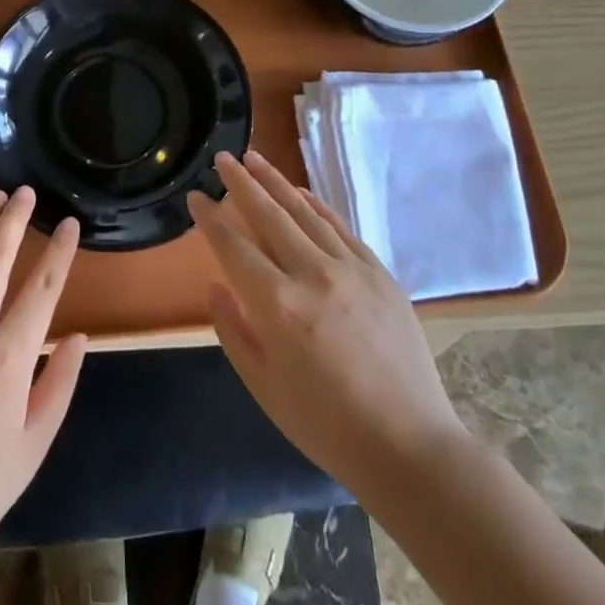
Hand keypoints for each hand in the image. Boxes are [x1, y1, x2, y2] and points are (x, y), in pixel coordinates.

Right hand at [188, 151, 464, 489]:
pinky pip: (340, 228)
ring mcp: (351, 269)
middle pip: (268, 215)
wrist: (409, 446)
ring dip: (276, 182)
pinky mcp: (379, 273)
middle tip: (221, 158)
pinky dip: (316, 206)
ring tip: (254, 158)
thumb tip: (214, 286)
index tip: (195, 196)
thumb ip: (233, 331)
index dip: (210, 218)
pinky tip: (300, 192)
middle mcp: (312, 274)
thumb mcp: (263, 387)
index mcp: (277, 305)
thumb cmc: (326, 425)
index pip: (233, 246)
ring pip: (304, 212)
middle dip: (240, 183)